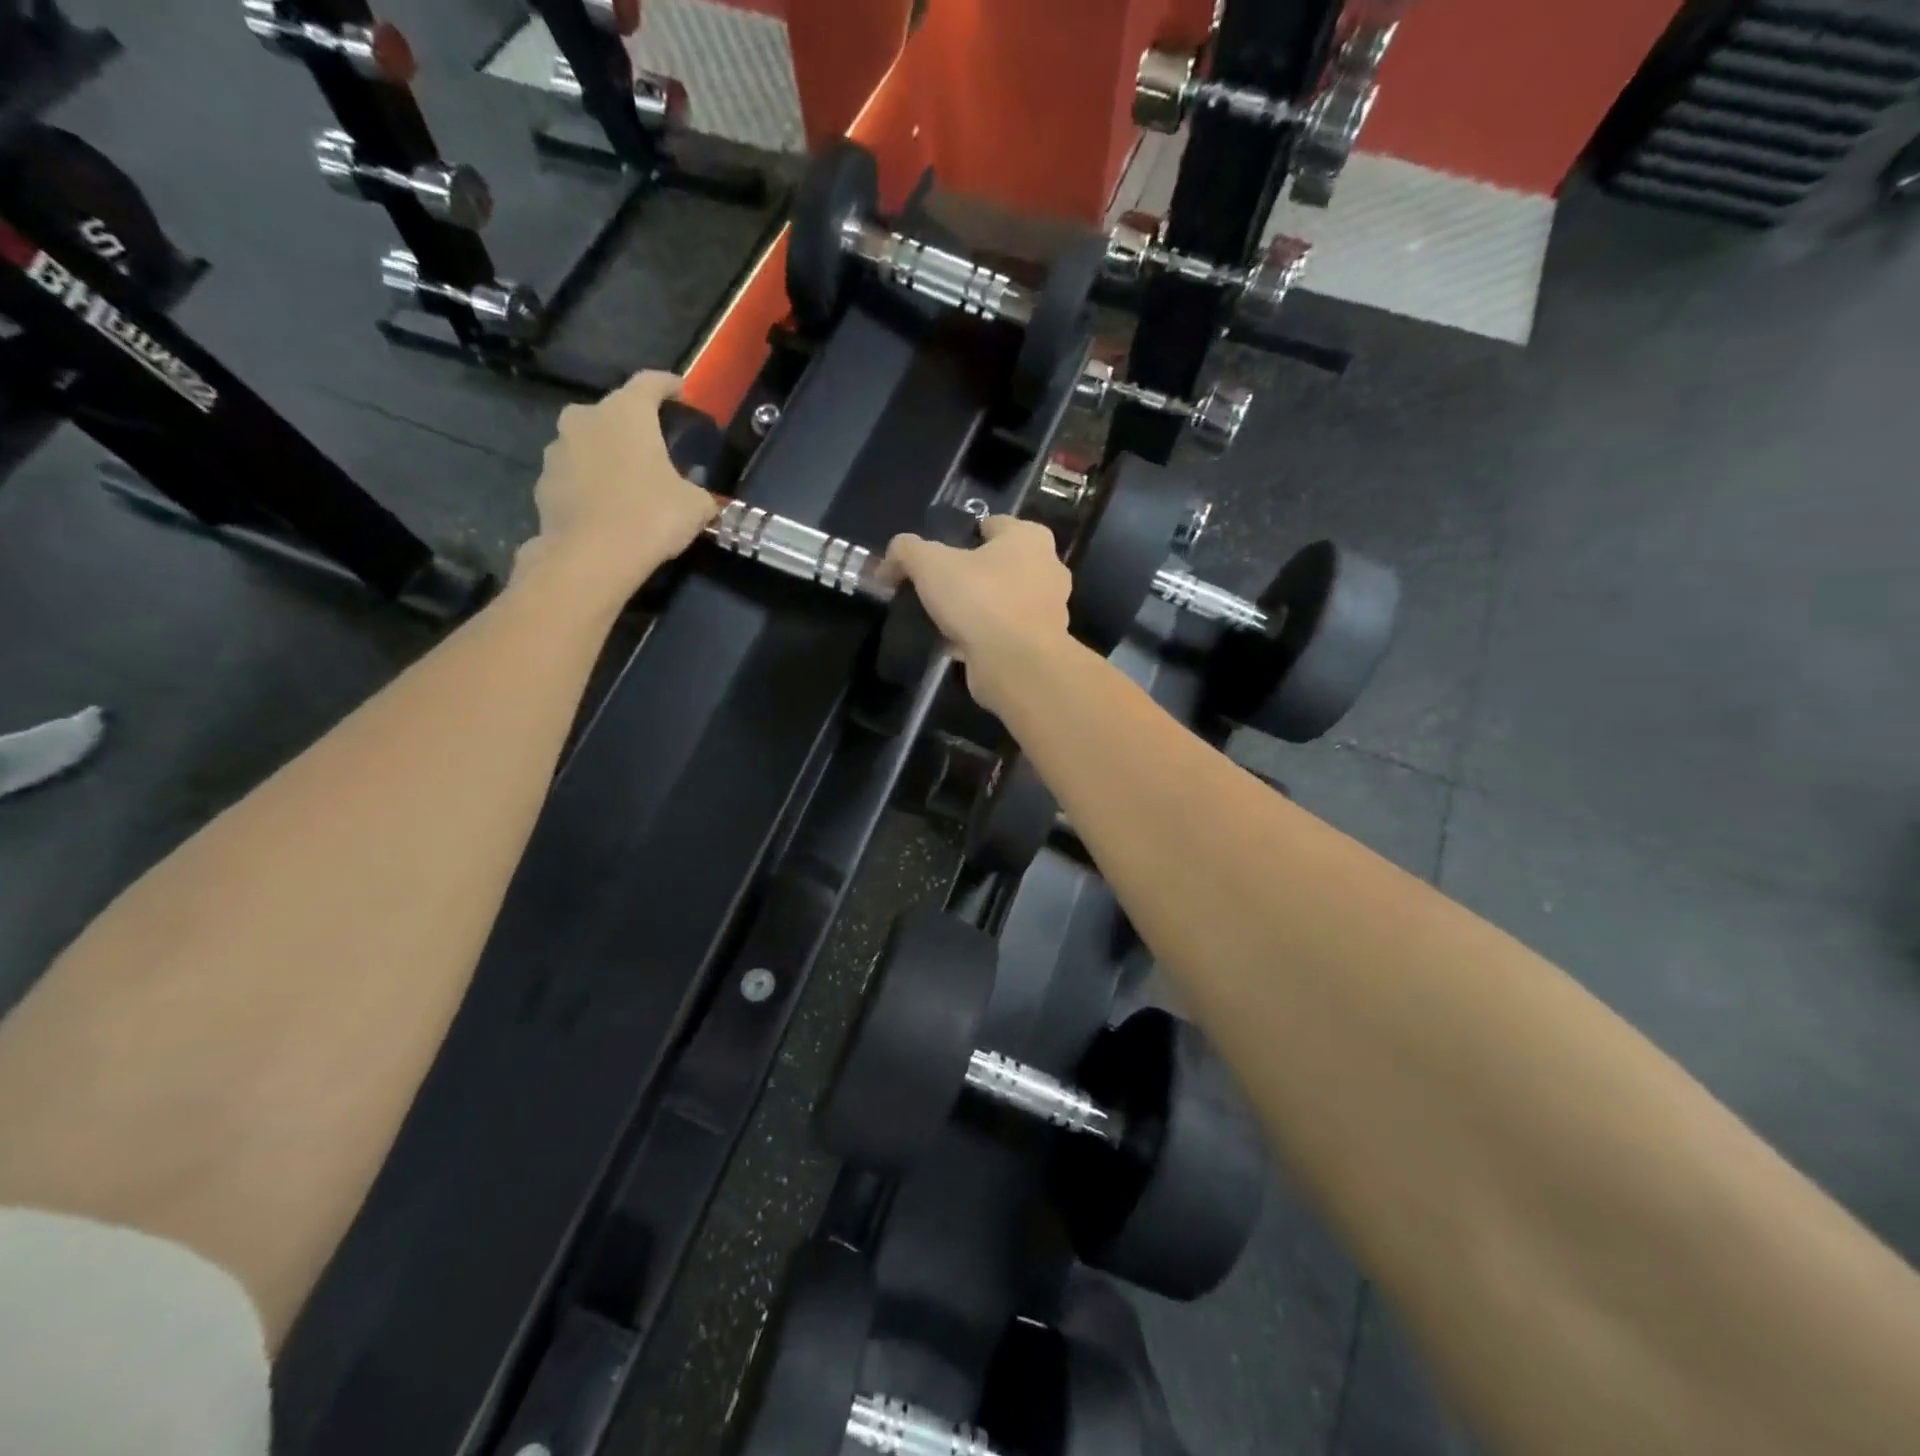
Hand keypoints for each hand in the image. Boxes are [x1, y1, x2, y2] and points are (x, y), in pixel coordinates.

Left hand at [515, 370, 718, 604]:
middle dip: (634, 427)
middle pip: (614, 412)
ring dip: (608, 456)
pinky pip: (574, 475)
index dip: (669, 385)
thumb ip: (697, 493)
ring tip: (629, 483)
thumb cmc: (651, 516)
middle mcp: (585, 418)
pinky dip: (589, 484)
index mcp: (626, 412)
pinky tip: (606, 508)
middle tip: (654, 449)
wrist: (592, 556)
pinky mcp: (543, 482)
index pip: (650, 382)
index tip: (682, 391)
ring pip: (589, 443)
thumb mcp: (696, 506)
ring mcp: (557, 450)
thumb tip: (698, 499)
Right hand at [887, 515, 1072, 713]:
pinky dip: (983, 637)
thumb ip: (906, 551)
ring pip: (1003, 601)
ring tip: (942, 619)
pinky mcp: (1040, 644)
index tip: (937, 555)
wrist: (1017, 663)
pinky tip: (955, 645)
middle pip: (999, 565)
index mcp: (1029, 538)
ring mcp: (1047, 610)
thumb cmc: (980, 598)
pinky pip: (1004, 633)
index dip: (962, 535)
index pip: (993, 524)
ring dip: (977, 609)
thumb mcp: (929, 564)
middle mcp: (1047, 569)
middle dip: (971, 575)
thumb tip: (889, 563)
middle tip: (938, 588)